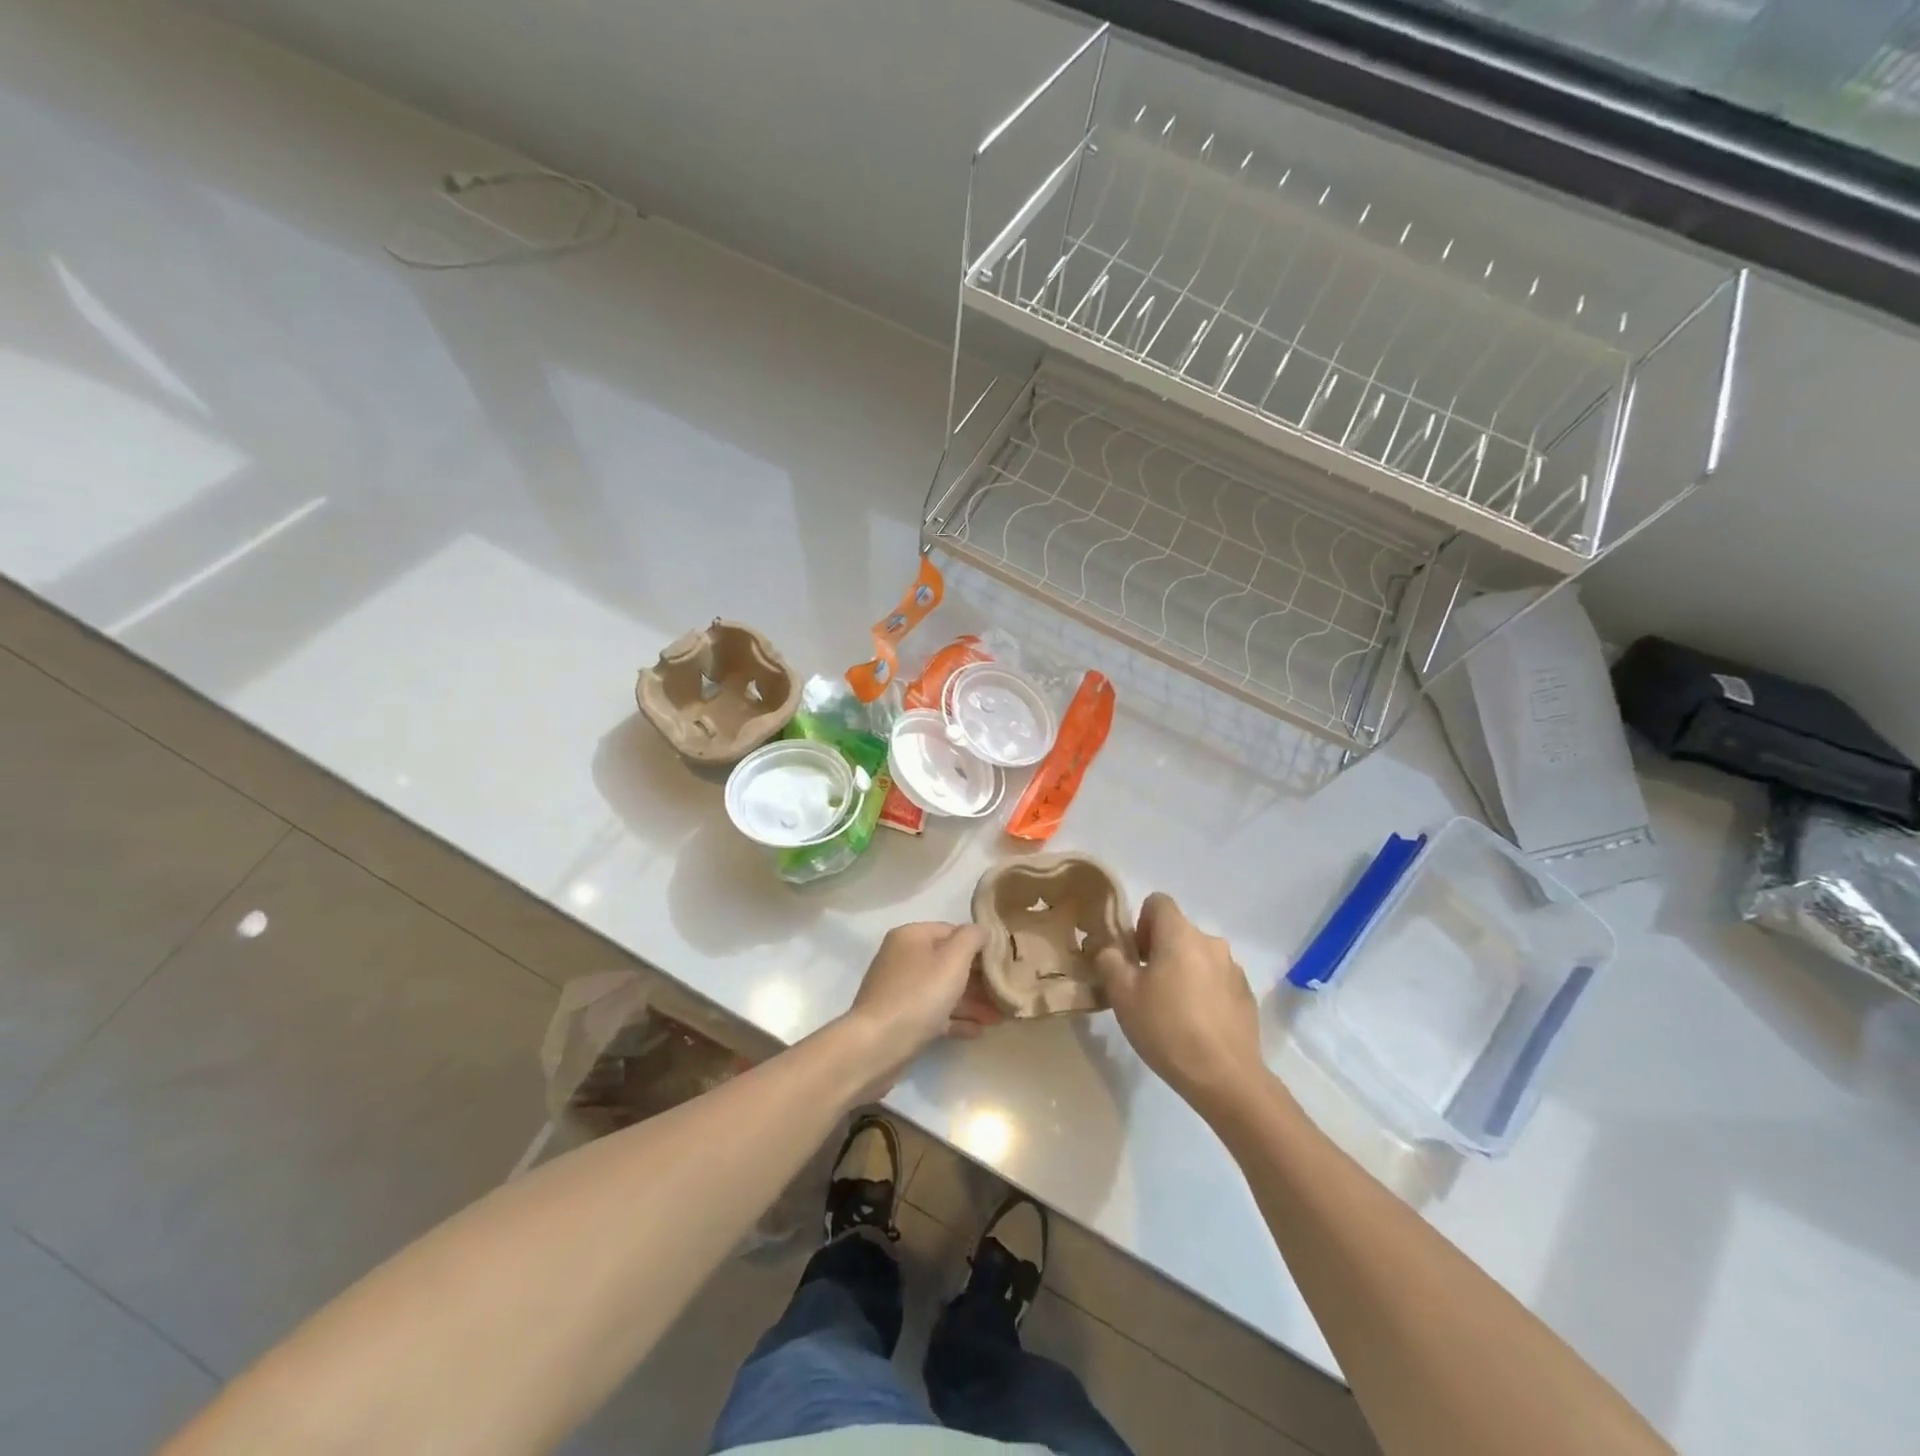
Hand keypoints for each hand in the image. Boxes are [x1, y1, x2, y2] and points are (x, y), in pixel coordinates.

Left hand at [845, 922, 998, 1072]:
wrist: (876, 1047)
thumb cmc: (919, 996)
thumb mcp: (953, 960)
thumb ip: (972, 938)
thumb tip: (981, 930)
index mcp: (911, 936)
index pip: (953, 931)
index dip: (979, 945)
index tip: (1003, 962)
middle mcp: (902, 958)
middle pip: (948, 962)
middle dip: (979, 979)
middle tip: (1006, 993)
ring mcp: (899, 989)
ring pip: (942, 990)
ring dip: (971, 1002)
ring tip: (998, 1018)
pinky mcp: (900, 1019)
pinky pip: (933, 1013)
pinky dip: (954, 1019)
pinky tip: (977, 1031)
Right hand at [1095, 893, 1264, 1117]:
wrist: (1224, 1077)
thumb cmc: (1166, 1028)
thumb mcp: (1122, 994)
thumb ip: (1109, 961)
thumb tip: (1109, 949)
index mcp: (1180, 934)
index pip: (1158, 902)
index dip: (1141, 922)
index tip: (1134, 956)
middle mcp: (1210, 942)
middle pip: (1178, 932)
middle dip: (1160, 951)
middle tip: (1146, 987)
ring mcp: (1234, 969)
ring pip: (1198, 957)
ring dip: (1183, 971)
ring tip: (1172, 1011)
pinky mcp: (1247, 995)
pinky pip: (1217, 981)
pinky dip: (1204, 992)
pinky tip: (1197, 1025)